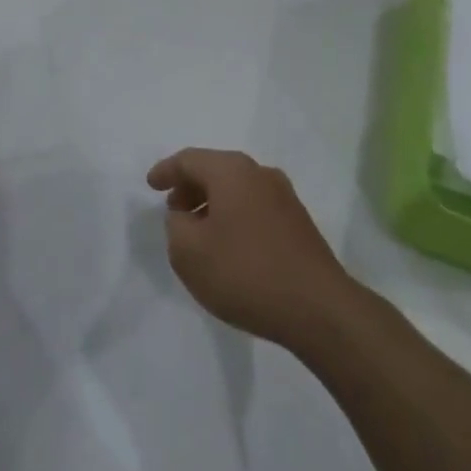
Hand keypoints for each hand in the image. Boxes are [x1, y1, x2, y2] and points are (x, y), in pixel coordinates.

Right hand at [147, 148, 353, 351]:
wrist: (319, 310)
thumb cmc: (246, 273)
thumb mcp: (189, 253)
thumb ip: (176, 226)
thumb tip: (185, 216)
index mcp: (232, 171)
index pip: (189, 160)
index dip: (166, 171)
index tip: (150, 185)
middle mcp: (260, 174)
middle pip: (215, 170)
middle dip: (190, 187)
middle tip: (173, 210)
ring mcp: (284, 197)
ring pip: (237, 189)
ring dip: (213, 204)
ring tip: (198, 231)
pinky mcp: (299, 223)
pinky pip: (255, 207)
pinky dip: (234, 217)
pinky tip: (229, 246)